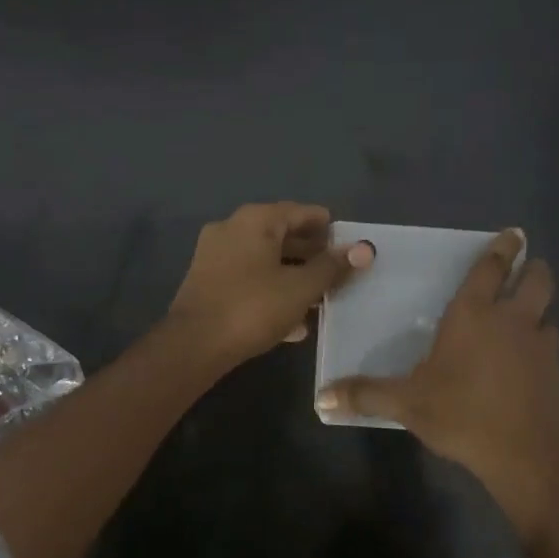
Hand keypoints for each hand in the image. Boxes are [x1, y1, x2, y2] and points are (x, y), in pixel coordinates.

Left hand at [167, 203, 373, 366]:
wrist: (194, 345)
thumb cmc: (253, 308)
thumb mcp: (301, 288)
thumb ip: (332, 267)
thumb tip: (364, 248)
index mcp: (255, 220)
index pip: (300, 212)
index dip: (328, 228)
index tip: (348, 245)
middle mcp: (232, 228)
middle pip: (281, 235)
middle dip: (311, 255)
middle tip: (338, 274)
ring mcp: (215, 254)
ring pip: (265, 260)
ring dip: (292, 276)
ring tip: (320, 299)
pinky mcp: (207, 281)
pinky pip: (249, 278)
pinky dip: (271, 290)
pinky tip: (293, 321)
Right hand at [317, 228, 558, 544]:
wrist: (526, 456)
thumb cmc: (461, 415)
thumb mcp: (407, 404)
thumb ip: (366, 395)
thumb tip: (322, 398)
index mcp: (473, 315)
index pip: (490, 268)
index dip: (502, 248)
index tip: (513, 233)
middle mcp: (512, 320)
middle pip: (536, 281)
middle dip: (533, 269)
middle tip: (528, 267)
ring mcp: (541, 346)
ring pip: (548, 316)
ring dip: (539, 313)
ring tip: (526, 322)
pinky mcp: (558, 375)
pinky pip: (551, 350)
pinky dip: (542, 350)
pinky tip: (529, 368)